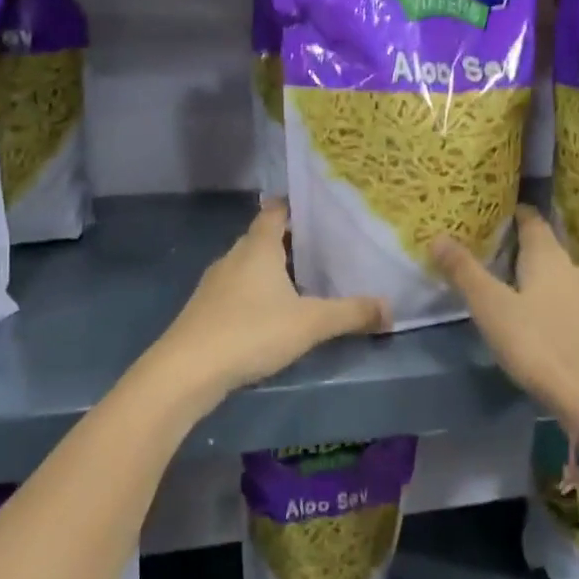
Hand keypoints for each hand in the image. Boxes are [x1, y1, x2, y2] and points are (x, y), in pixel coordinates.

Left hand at [154, 201, 388, 397]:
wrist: (186, 371)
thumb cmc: (251, 332)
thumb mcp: (311, 323)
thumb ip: (352, 313)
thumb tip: (391, 309)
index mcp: (258, 247)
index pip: (276, 211)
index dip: (297, 207)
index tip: (322, 211)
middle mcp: (234, 257)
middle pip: (264, 239)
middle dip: (292, 243)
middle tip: (327, 251)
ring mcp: (215, 284)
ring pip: (250, 267)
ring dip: (274, 271)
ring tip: (306, 283)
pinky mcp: (205, 311)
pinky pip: (238, 291)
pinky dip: (257, 295)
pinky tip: (273, 316)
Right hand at [431, 205, 578, 423]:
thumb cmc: (538, 344)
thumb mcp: (491, 307)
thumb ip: (465, 272)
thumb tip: (438, 236)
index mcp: (549, 257)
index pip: (532, 221)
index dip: (514, 213)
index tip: (493, 211)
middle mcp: (573, 269)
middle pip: (545, 247)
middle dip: (519, 245)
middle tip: (489, 248)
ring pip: (556, 274)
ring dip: (533, 273)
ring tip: (505, 281)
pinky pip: (564, 298)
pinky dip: (545, 296)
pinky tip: (532, 313)